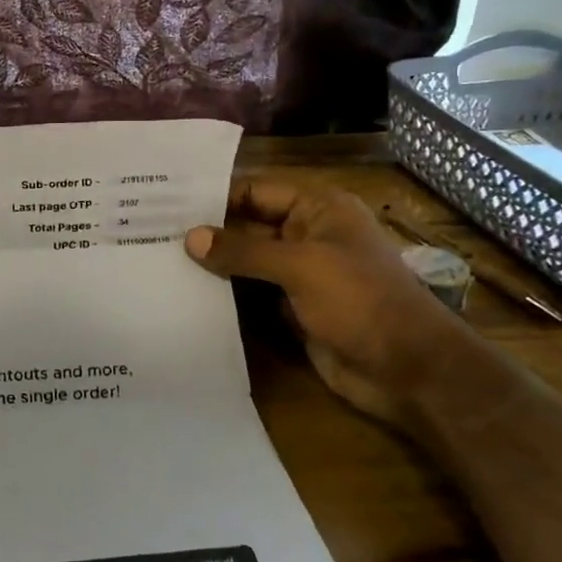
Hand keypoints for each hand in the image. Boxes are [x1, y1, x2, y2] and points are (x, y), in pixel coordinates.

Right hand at [185, 179, 478, 426]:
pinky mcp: (291, 308)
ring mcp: (298, 274)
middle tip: (153, 232)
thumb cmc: (361, 301)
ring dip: (212, 264)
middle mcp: (306, 235)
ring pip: (246, 261)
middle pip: (247, 225)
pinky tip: (184, 292)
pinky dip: (224, 293)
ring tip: (158, 259)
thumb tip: (190, 238)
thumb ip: (243, 251)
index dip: (215, 197)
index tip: (167, 204)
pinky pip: (250, 293)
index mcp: (318, 209)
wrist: (408, 370)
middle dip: (208, 231)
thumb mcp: (301, 266)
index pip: (255, 191)